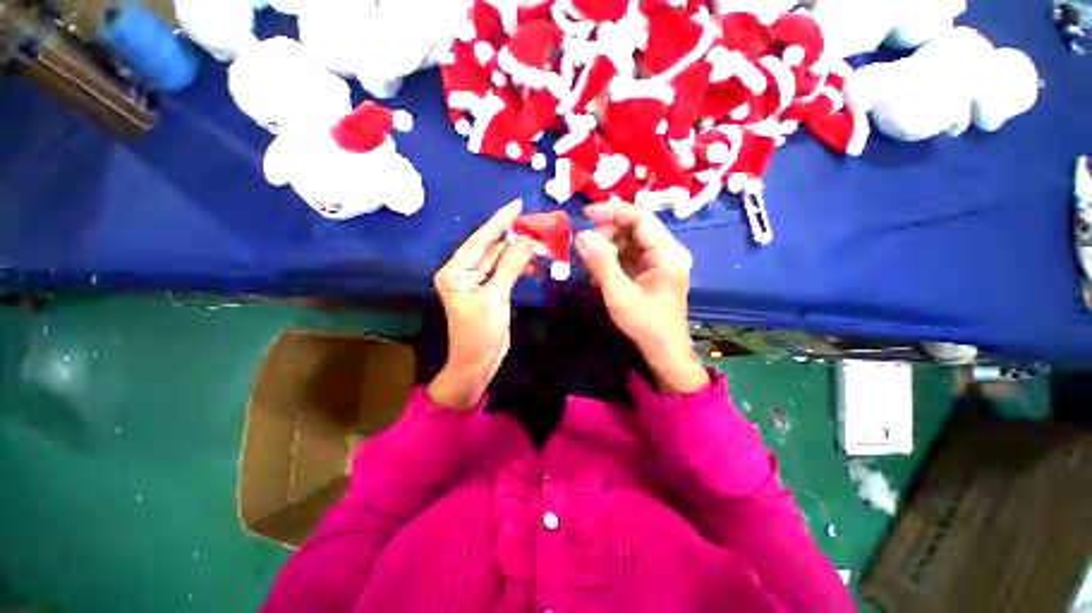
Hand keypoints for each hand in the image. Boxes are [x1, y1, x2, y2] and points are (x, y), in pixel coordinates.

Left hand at [429, 200, 534, 408]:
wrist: (477, 364)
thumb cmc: (479, 333)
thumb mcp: (495, 298)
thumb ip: (510, 267)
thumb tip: (527, 240)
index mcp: (456, 271)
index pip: (480, 240)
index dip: (499, 222)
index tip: (517, 205)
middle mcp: (465, 271)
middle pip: (493, 249)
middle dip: (517, 240)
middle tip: (542, 230)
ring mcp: (479, 281)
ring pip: (502, 259)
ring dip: (522, 253)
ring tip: (544, 247)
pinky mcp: (491, 290)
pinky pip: (507, 272)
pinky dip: (521, 267)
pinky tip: (536, 264)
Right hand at [576, 203, 709, 393]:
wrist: (664, 351)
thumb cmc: (644, 324)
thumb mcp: (619, 294)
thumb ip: (601, 262)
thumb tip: (582, 235)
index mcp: (667, 253)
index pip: (640, 218)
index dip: (612, 212)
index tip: (586, 215)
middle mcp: (668, 251)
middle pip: (637, 227)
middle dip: (609, 231)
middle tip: (585, 244)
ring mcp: (662, 261)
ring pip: (632, 240)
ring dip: (610, 245)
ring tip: (591, 259)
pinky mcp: (654, 271)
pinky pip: (632, 255)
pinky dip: (615, 258)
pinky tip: (601, 270)